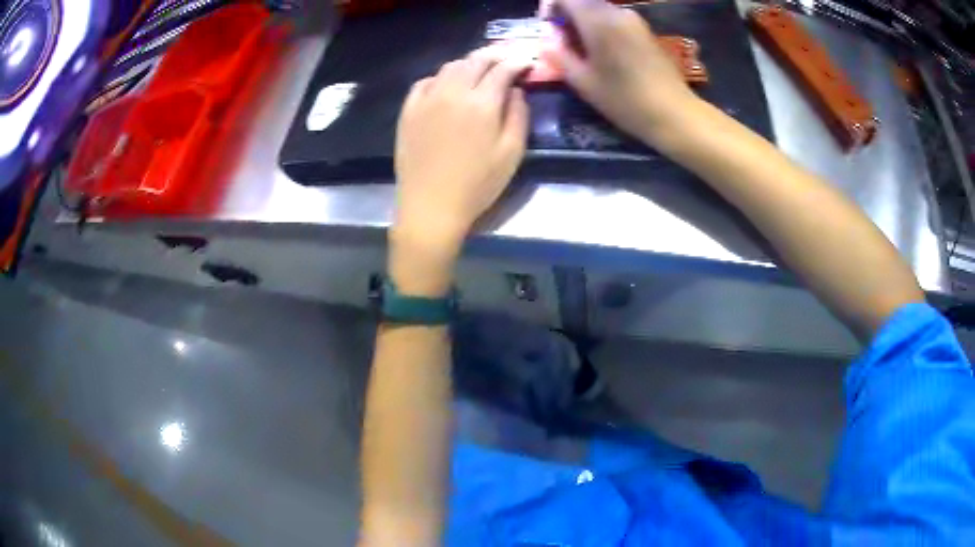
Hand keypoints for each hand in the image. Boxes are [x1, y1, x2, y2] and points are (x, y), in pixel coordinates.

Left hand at [390, 55, 529, 294]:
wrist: (431, 207)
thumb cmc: (477, 185)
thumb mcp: (512, 154)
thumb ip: (519, 116)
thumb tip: (516, 91)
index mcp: (482, 103)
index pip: (502, 69)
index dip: (518, 61)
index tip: (527, 62)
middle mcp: (453, 92)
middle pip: (475, 61)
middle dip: (495, 55)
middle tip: (506, 58)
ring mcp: (427, 100)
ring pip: (450, 67)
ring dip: (469, 63)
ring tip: (480, 70)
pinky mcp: (408, 111)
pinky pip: (425, 82)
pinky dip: (441, 77)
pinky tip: (447, 86)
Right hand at [541, 0, 696, 145]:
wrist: (673, 113)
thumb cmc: (624, 100)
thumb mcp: (584, 82)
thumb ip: (560, 56)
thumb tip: (545, 42)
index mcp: (596, 20)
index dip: (550, 7)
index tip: (547, 27)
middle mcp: (616, 12)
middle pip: (583, 1)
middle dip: (568, 16)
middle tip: (563, 42)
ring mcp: (634, 20)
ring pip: (600, 10)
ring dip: (586, 23)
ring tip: (583, 50)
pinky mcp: (646, 31)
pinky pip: (616, 20)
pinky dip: (603, 28)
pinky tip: (605, 53)